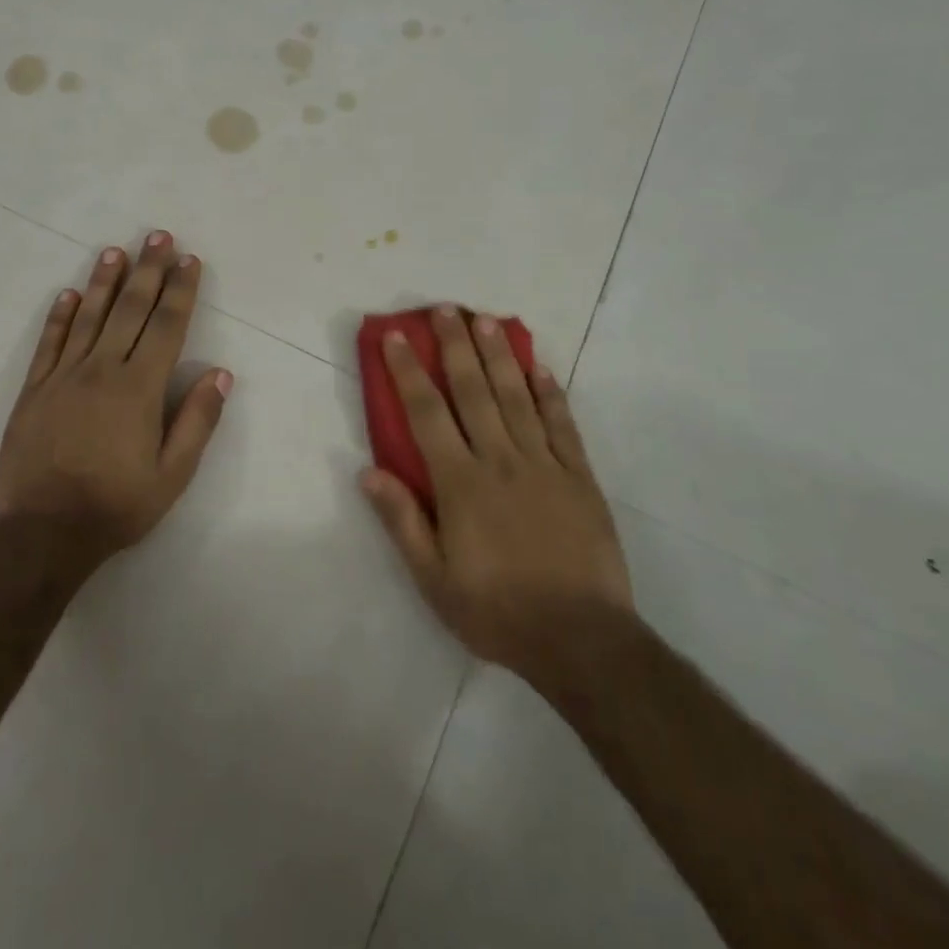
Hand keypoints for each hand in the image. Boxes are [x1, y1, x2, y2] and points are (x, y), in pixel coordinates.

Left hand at [0, 232, 231, 566]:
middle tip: (158, 235)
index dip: (181, 290)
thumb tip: (220, 373)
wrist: (43, 533)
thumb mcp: (173, 474)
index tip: (189, 260)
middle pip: (130, 309)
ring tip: (116, 251)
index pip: (167, 326)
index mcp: (140, 388)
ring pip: (88, 317)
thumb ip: (197, 420)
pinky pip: (48, 344)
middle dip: (148, 270)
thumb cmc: (117, 504)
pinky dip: (59, 316)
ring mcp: (63, 377)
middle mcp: (102, 370)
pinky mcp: (34, 391)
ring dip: (104, 281)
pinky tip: (68, 294)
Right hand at [360, 305, 631, 687]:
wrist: (581, 639)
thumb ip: (402, 521)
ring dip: (499, 355)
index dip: (409, 371)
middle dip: (455, 346)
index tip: (396, 337)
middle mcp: (500, 460)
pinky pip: (561, 424)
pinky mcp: (579, 476)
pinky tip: (541, 367)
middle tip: (445, 309)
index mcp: (460, 483)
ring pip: (516, 396)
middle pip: (473, 391)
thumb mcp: (434, 579)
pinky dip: (550, 393)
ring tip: (486, 320)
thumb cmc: (497, 612)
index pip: (427, 414)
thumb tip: (367, 470)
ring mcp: (544, 464)